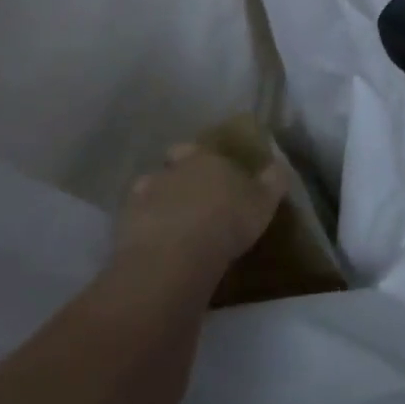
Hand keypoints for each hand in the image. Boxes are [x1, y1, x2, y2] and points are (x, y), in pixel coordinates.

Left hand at [112, 145, 284, 294]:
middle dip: (177, 177)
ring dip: (157, 201)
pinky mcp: (125, 224)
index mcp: (204, 159)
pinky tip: (153, 245)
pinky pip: (134, 221)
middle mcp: (171, 170)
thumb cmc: (227, 222)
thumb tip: (278, 165)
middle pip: (170, 166)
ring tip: (170, 225)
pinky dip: (143, 228)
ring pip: (148, 190)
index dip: (200, 157)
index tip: (208, 170)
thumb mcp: (263, 202)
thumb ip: (272, 181)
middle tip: (190, 199)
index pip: (197, 149)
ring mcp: (144, 195)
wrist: (176, 254)